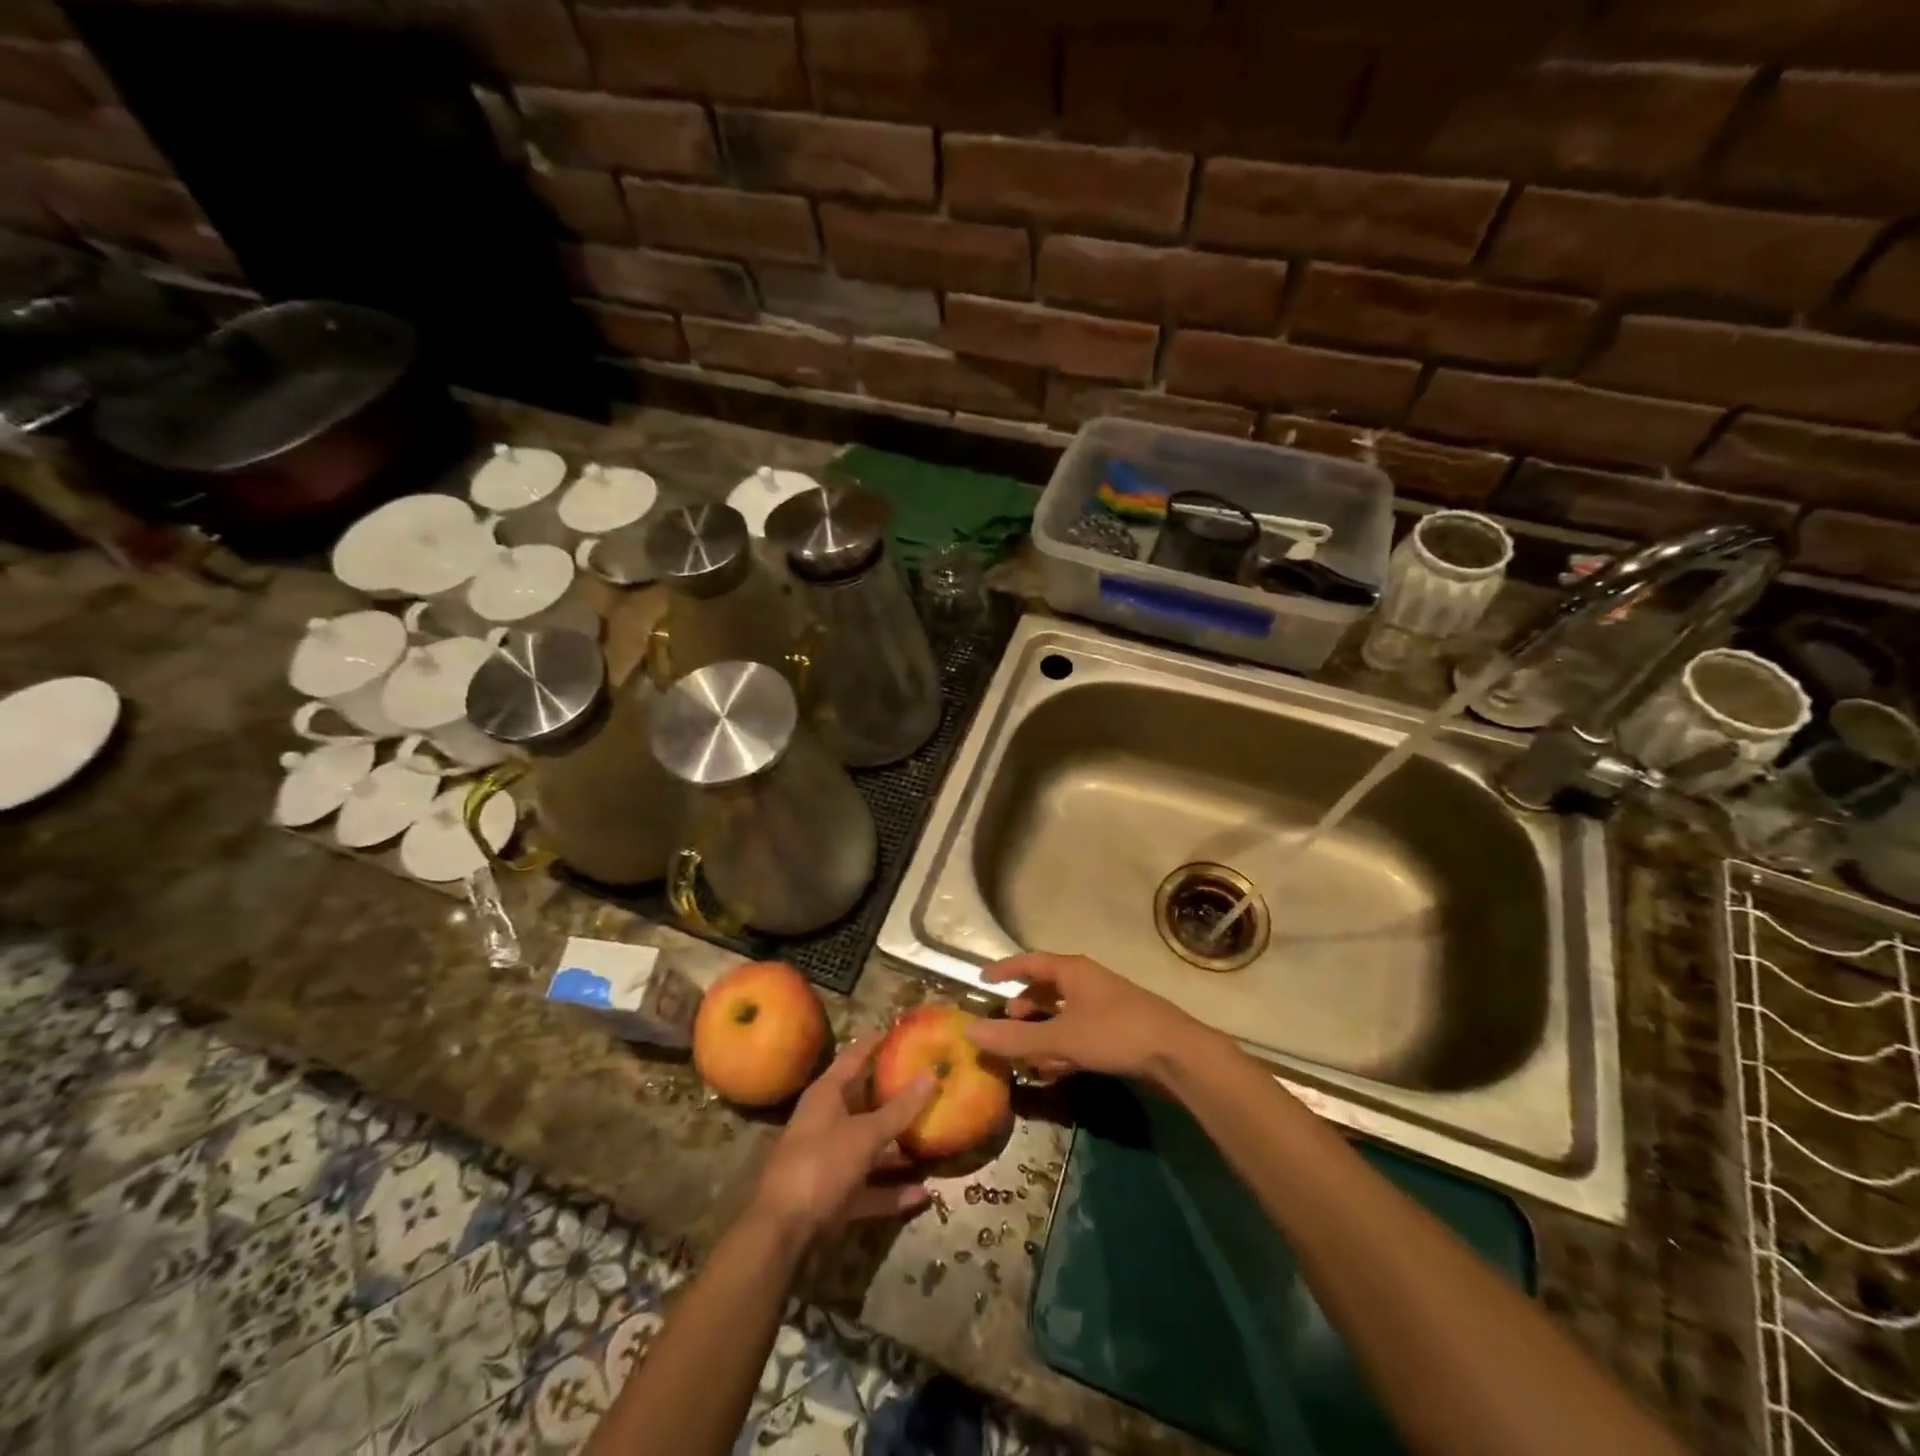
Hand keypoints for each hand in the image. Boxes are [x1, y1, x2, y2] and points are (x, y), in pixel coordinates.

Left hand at [750, 1037, 936, 1245]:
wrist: (781, 1233)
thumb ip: (898, 1109)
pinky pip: (870, 1186)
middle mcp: (827, 1121)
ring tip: (934, 1139)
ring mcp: (830, 1160)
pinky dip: (893, 1190)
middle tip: (930, 1083)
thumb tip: (930, 1076)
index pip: (854, 1056)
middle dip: (896, 1097)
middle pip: (865, 1102)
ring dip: (898, 1147)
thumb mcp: (864, 1134)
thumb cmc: (821, 1165)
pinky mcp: (835, 1196)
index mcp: (826, 1095)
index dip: (876, 1042)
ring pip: (870, 1146)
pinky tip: (923, 1194)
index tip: (903, 1030)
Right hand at [963, 953, 1210, 1084]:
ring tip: (1025, 1053)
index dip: (1005, 970)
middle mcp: (1087, 982)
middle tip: (1006, 1020)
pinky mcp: (1118, 1031)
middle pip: (1048, 987)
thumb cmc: (1115, 1033)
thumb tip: (969, 1031)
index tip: (983, 979)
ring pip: (1064, 1013)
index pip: (1030, 962)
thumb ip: (1015, 1038)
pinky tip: (1054, 1070)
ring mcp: (1105, 1006)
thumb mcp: (1060, 1038)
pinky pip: (1079, 1033)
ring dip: (1043, 1030)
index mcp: (1072, 971)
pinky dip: (1062, 1046)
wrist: (1177, 1053)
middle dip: (1025, 1004)